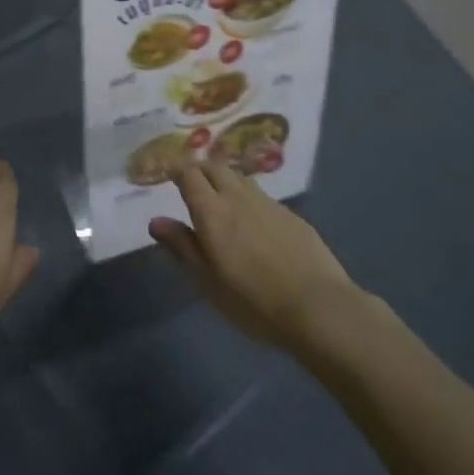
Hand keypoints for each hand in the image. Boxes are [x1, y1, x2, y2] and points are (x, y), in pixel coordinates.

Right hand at [149, 162, 360, 353]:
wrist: (318, 307)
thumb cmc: (253, 301)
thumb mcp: (208, 282)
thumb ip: (182, 247)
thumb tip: (155, 221)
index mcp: (211, 210)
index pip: (188, 174)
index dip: (176, 171)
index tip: (168, 178)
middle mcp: (237, 196)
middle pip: (213, 167)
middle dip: (199, 170)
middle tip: (191, 186)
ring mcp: (267, 202)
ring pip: (238, 177)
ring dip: (224, 180)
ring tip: (220, 198)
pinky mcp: (291, 214)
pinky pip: (261, 194)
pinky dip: (247, 197)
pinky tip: (253, 220)